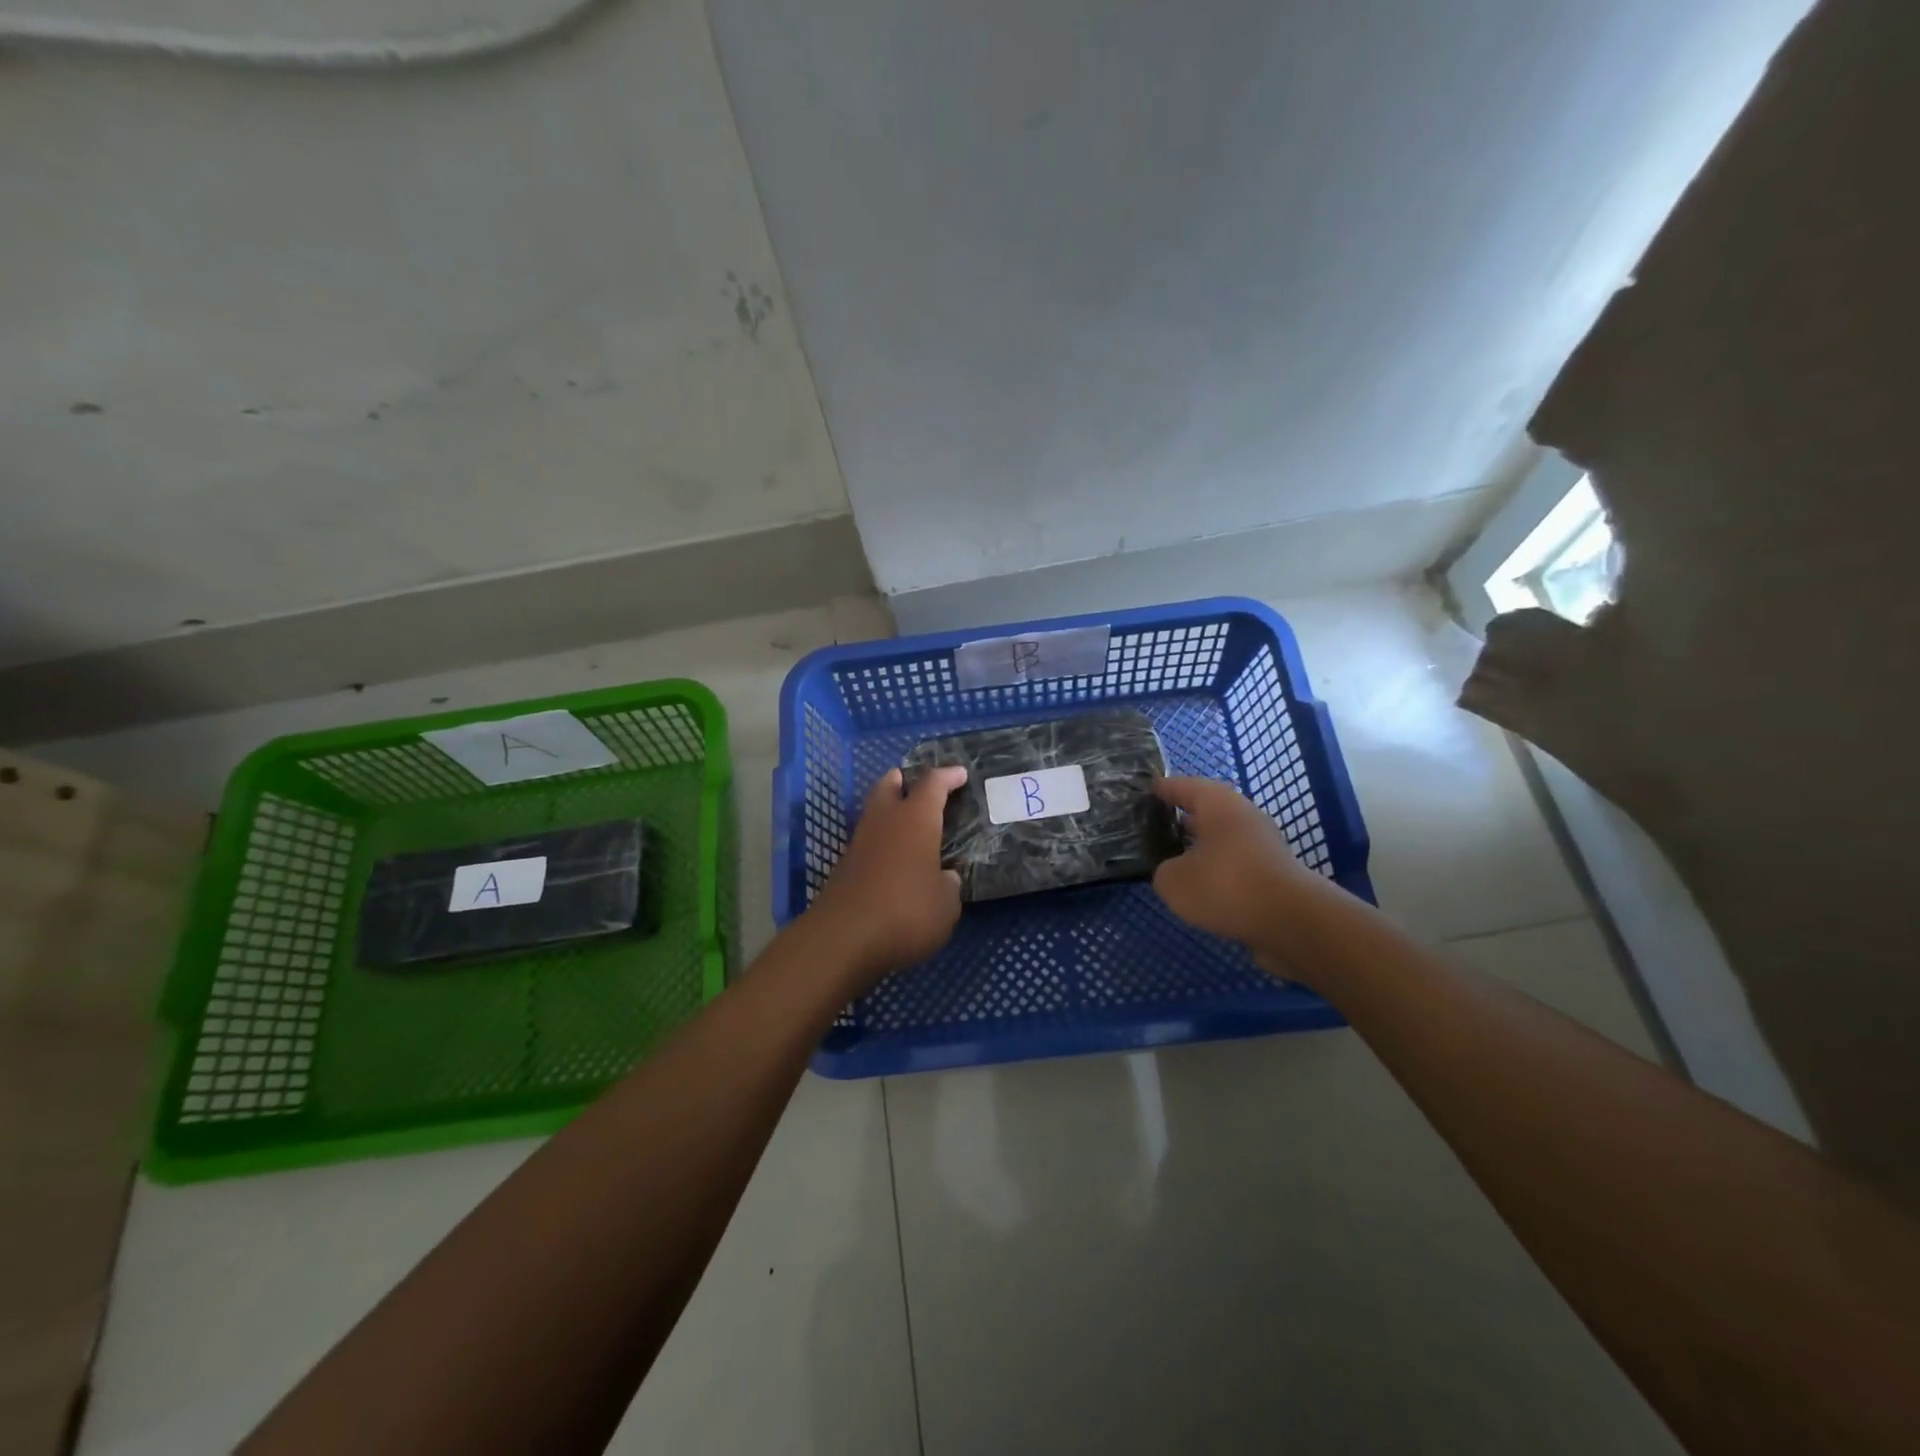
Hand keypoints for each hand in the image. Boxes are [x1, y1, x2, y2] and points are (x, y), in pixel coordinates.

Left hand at [808, 765, 967, 989]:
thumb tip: (944, 877)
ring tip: (909, 822)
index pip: (933, 784)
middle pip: (890, 785)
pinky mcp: (844, 867)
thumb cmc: (907, 912)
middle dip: (904, 780)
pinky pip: (868, 841)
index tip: (960, 773)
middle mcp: (885, 821)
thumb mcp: (946, 905)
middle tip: (917, 783)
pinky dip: (882, 840)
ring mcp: (860, 843)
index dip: (948, 776)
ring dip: (890, 810)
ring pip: (875, 812)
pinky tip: (894, 858)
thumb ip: (948, 885)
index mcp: (916, 819)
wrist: (844, 938)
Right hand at [1151, 776, 1319, 963]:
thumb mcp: (1173, 880)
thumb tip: (1173, 871)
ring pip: (1222, 838)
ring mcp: (1262, 843)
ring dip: (1200, 846)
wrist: (1291, 921)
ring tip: (1172, 859)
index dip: (1162, 788)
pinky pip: (1234, 862)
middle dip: (1181, 817)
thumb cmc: (1225, 885)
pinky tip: (1200, 886)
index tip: (1145, 789)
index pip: (1183, 786)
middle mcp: (1242, 815)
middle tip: (1153, 826)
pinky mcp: (1272, 871)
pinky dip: (1217, 869)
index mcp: (1217, 803)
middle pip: (1206, 810)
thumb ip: (1164, 871)